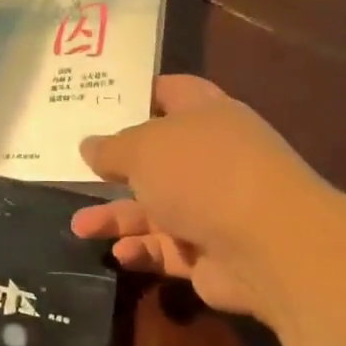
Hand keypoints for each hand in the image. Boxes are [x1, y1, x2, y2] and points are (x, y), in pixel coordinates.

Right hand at [70, 75, 336, 321]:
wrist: (269, 246)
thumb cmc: (202, 174)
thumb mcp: (142, 149)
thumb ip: (111, 148)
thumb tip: (90, 146)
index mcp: (206, 115)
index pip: (172, 92)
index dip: (138, 93)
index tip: (99, 99)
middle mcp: (212, 158)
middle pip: (157, 157)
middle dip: (117, 166)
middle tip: (75, 168)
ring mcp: (214, 206)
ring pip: (155, 208)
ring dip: (117, 218)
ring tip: (79, 227)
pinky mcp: (211, 252)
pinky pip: (166, 248)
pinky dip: (142, 250)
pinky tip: (118, 254)